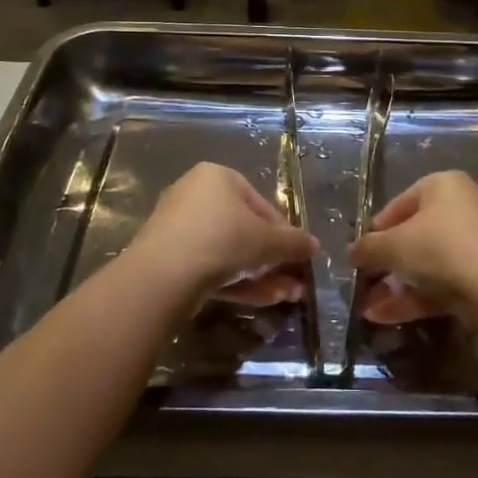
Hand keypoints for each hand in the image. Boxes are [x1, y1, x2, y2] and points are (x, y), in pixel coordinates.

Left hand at [123, 163, 316, 304]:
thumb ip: (294, 242)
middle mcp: (196, 195)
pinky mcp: (169, 258)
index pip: (261, 205)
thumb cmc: (223, 239)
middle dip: (273, 260)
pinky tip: (260, 300)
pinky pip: (210, 266)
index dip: (284, 233)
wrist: (163, 274)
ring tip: (285, 297)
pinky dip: (235, 282)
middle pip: (245, 230)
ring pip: (229, 252)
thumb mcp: (268, 240)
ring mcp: (179, 227)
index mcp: (218, 177)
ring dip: (260, 276)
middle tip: (294, 283)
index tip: (299, 257)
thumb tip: (313, 246)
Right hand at [348, 171, 477, 322]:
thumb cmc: (439, 247)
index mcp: (443, 185)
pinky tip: (386, 317)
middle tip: (365, 283)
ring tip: (368, 310)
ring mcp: (477, 244)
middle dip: (386, 264)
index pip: (401, 202)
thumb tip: (352, 252)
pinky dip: (415, 298)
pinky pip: (443, 283)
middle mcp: (463, 207)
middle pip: (415, 235)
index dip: (377, 228)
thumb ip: (368, 248)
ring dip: (396, 287)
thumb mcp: (393, 245)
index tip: (361, 252)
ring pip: (427, 264)